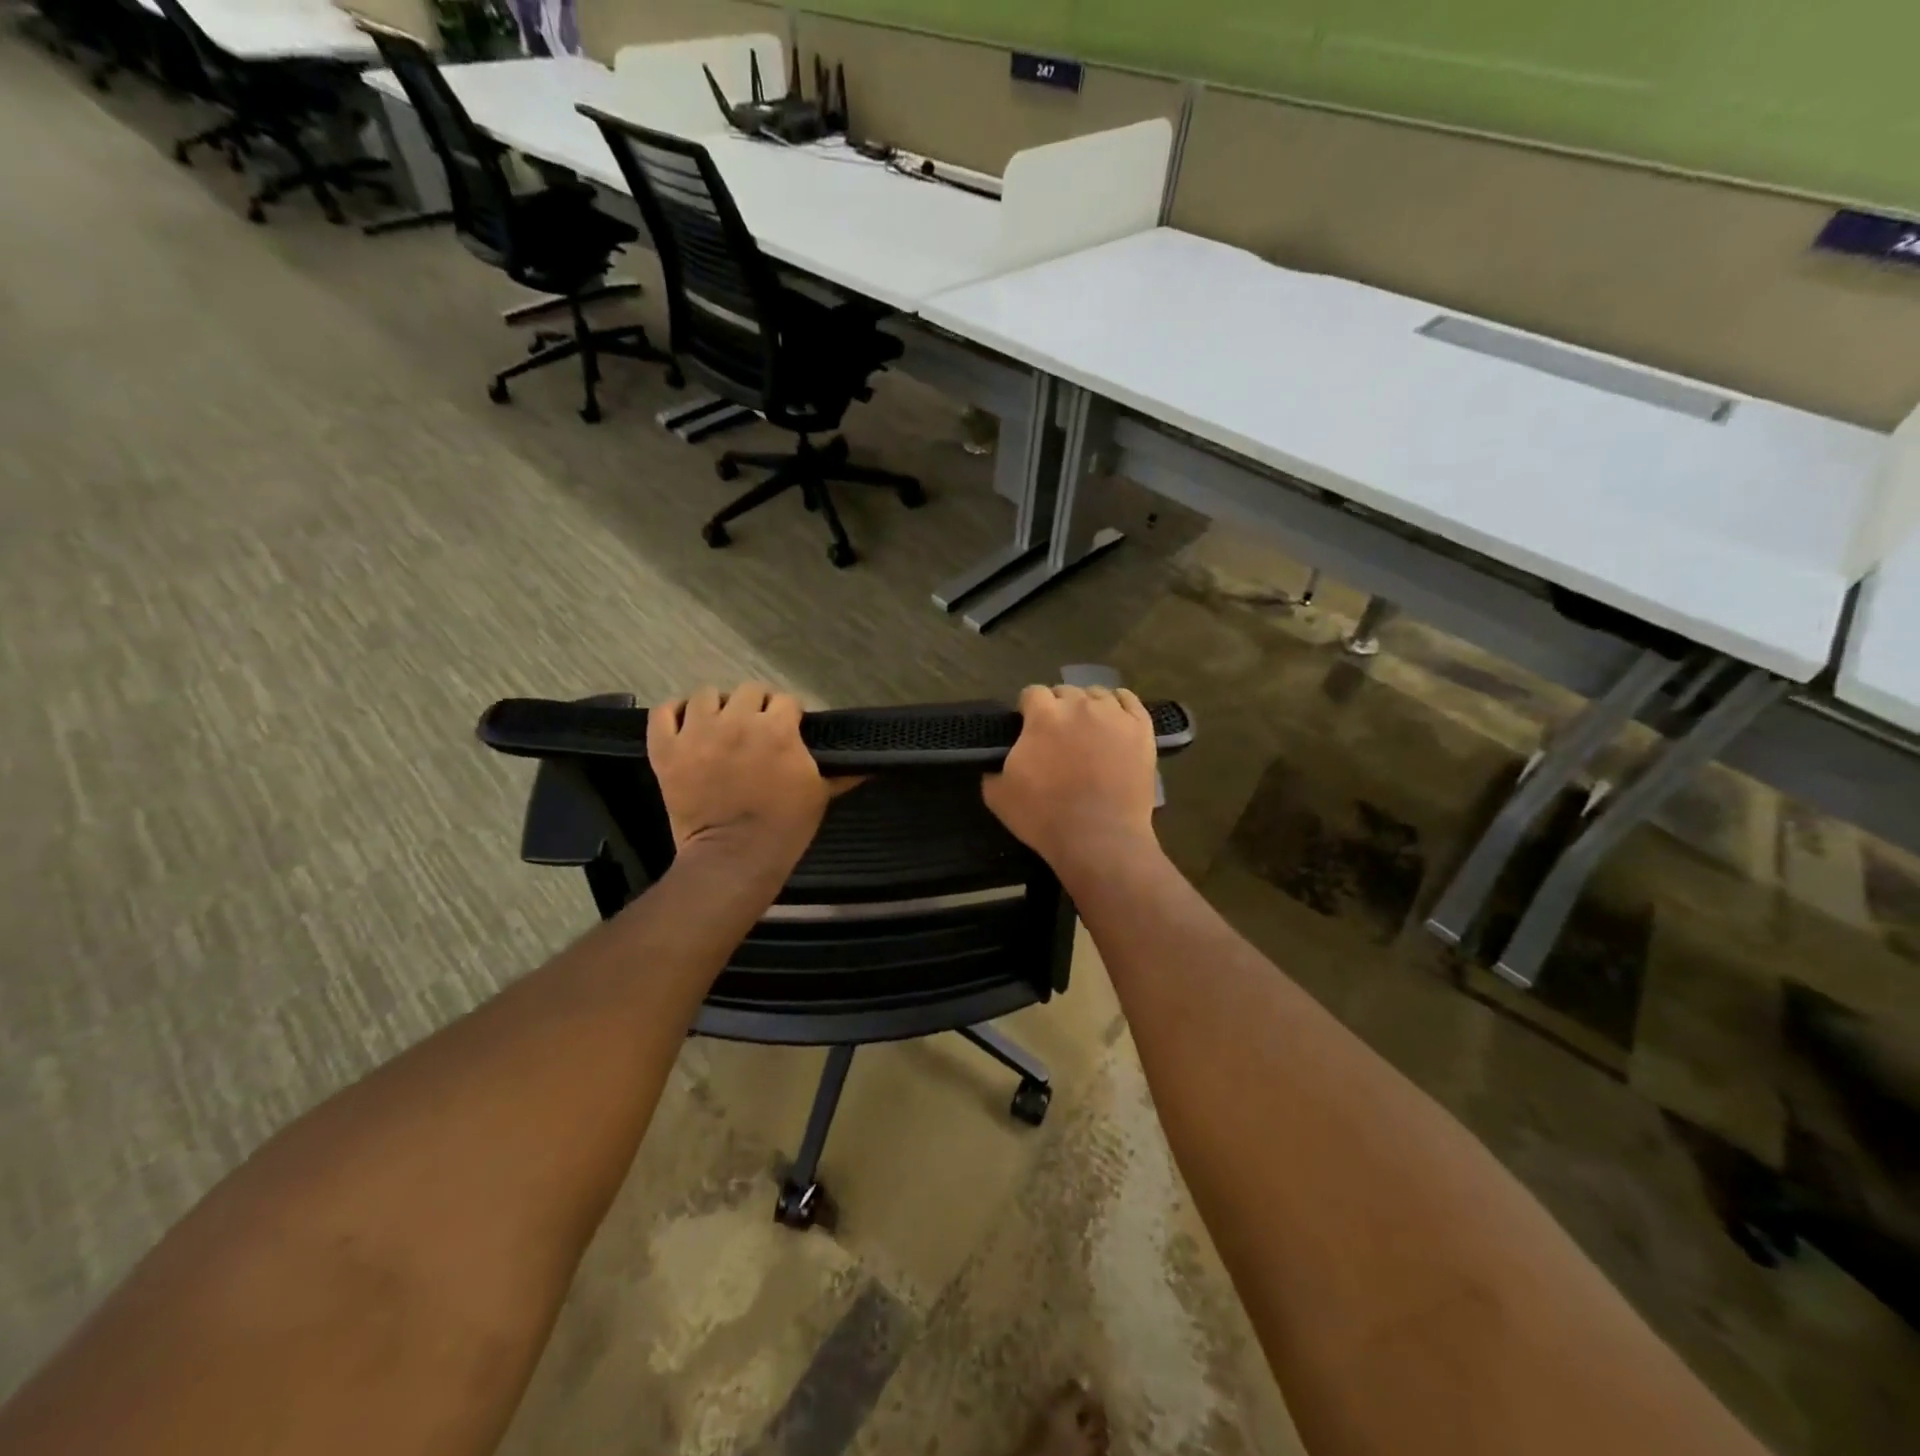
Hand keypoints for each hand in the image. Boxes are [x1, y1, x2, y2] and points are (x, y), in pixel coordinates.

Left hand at [648, 683, 833, 878]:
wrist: (734, 858)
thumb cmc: (784, 827)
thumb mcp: (820, 794)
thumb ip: (840, 772)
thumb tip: (866, 764)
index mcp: (777, 729)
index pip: (786, 700)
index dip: (789, 714)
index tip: (789, 728)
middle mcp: (737, 721)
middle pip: (748, 690)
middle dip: (755, 706)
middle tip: (755, 729)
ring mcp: (697, 733)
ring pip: (705, 695)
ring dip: (716, 707)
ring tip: (719, 726)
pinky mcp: (667, 749)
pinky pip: (663, 712)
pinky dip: (673, 714)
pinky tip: (684, 725)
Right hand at [983, 685, 1159, 876]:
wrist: (1099, 839)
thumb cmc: (1045, 817)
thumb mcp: (998, 796)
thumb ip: (992, 768)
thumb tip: (996, 761)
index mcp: (1043, 715)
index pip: (1031, 693)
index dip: (1028, 710)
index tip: (1028, 729)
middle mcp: (1079, 705)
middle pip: (1065, 691)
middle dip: (1058, 707)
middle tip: (1058, 736)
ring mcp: (1114, 715)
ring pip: (1097, 694)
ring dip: (1088, 707)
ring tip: (1088, 731)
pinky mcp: (1141, 729)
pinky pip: (1130, 701)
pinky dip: (1119, 705)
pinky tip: (1114, 719)